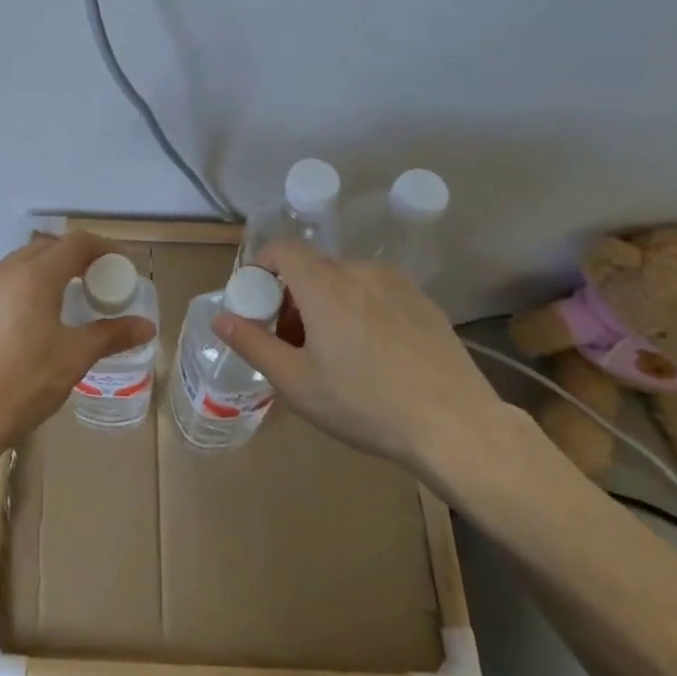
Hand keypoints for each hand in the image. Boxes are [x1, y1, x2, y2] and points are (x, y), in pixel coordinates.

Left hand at [0, 233, 155, 480]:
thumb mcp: (73, 359)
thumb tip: (147, 326)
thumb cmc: (22, 385)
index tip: (117, 263)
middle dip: (66, 261)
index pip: (75, 243)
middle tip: (84, 283)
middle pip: (40, 251)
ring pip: (6, 273)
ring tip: (42, 310)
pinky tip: (1, 334)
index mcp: (33, 276)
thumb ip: (110, 335)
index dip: (101, 248)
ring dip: (29, 281)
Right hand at [211, 241, 506, 477]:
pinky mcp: (424, 301)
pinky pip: (377, 293)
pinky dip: (361, 310)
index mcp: (324, 284)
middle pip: (312, 269)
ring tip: (335, 352)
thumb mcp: (297, 383)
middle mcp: (359, 270)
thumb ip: (253, 344)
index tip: (258, 303)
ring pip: (346, 281)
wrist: (455, 425)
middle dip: (293, 297)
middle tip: (294, 342)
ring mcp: (396, 284)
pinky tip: (375, 355)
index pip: (282, 250)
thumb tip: (221, 318)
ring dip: (328, 304)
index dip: (262, 267)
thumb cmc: (365, 404)